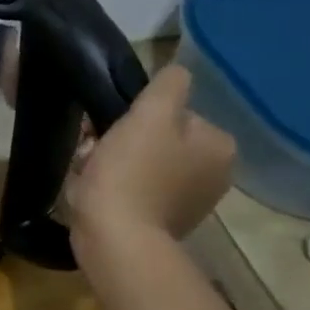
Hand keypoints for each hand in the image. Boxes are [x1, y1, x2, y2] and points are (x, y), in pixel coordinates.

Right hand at [65, 64, 235, 241]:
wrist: (115, 237)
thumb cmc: (131, 172)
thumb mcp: (149, 115)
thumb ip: (168, 86)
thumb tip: (178, 72)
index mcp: (219, 146)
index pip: (174, 113)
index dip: (138, 116)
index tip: (111, 128)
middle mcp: (215, 174)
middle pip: (159, 139)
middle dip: (124, 141)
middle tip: (95, 150)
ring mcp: (190, 202)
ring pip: (144, 163)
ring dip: (115, 162)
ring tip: (91, 173)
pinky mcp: (163, 222)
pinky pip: (136, 190)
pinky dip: (116, 187)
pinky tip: (97, 192)